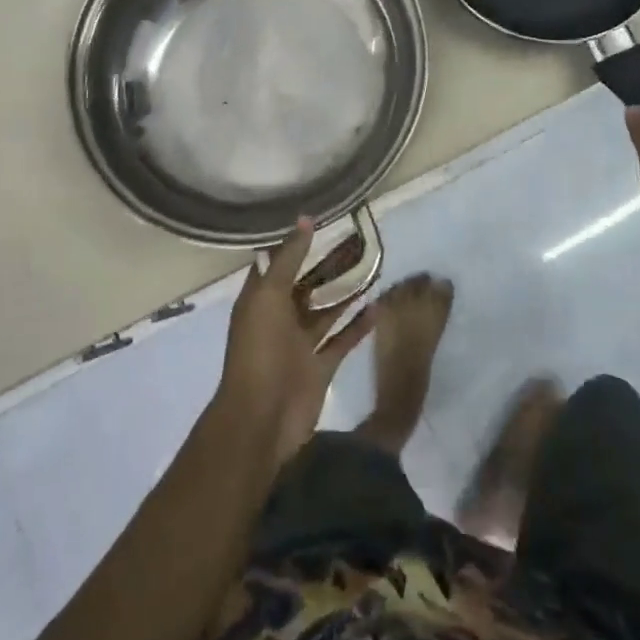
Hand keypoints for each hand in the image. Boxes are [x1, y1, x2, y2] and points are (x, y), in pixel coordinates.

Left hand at [217, 221, 376, 459]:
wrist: (262, 420)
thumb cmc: (260, 351)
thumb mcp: (269, 296)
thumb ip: (288, 259)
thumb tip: (304, 219)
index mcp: (261, 300)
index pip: (278, 263)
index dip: (296, 242)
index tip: (322, 219)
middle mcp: (280, 318)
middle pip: (306, 285)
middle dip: (327, 265)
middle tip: (357, 240)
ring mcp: (300, 344)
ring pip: (326, 311)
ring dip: (346, 292)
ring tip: (372, 267)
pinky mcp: (320, 367)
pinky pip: (342, 340)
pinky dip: (358, 325)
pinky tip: (378, 306)